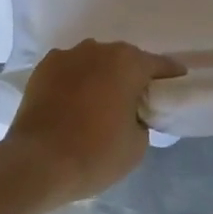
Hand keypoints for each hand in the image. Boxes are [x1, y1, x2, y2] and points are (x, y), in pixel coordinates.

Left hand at [3, 41, 184, 203]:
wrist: (36, 163)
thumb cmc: (95, 153)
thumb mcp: (138, 144)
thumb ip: (142, 118)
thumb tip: (131, 112)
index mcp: (128, 63)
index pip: (159, 65)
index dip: (170, 76)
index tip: (176, 85)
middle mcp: (98, 50)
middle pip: (124, 60)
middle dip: (132, 76)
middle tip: (136, 100)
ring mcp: (67, 56)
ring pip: (94, 63)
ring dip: (101, 77)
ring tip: (101, 102)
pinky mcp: (42, 69)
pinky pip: (70, 72)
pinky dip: (76, 82)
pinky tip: (75, 103)